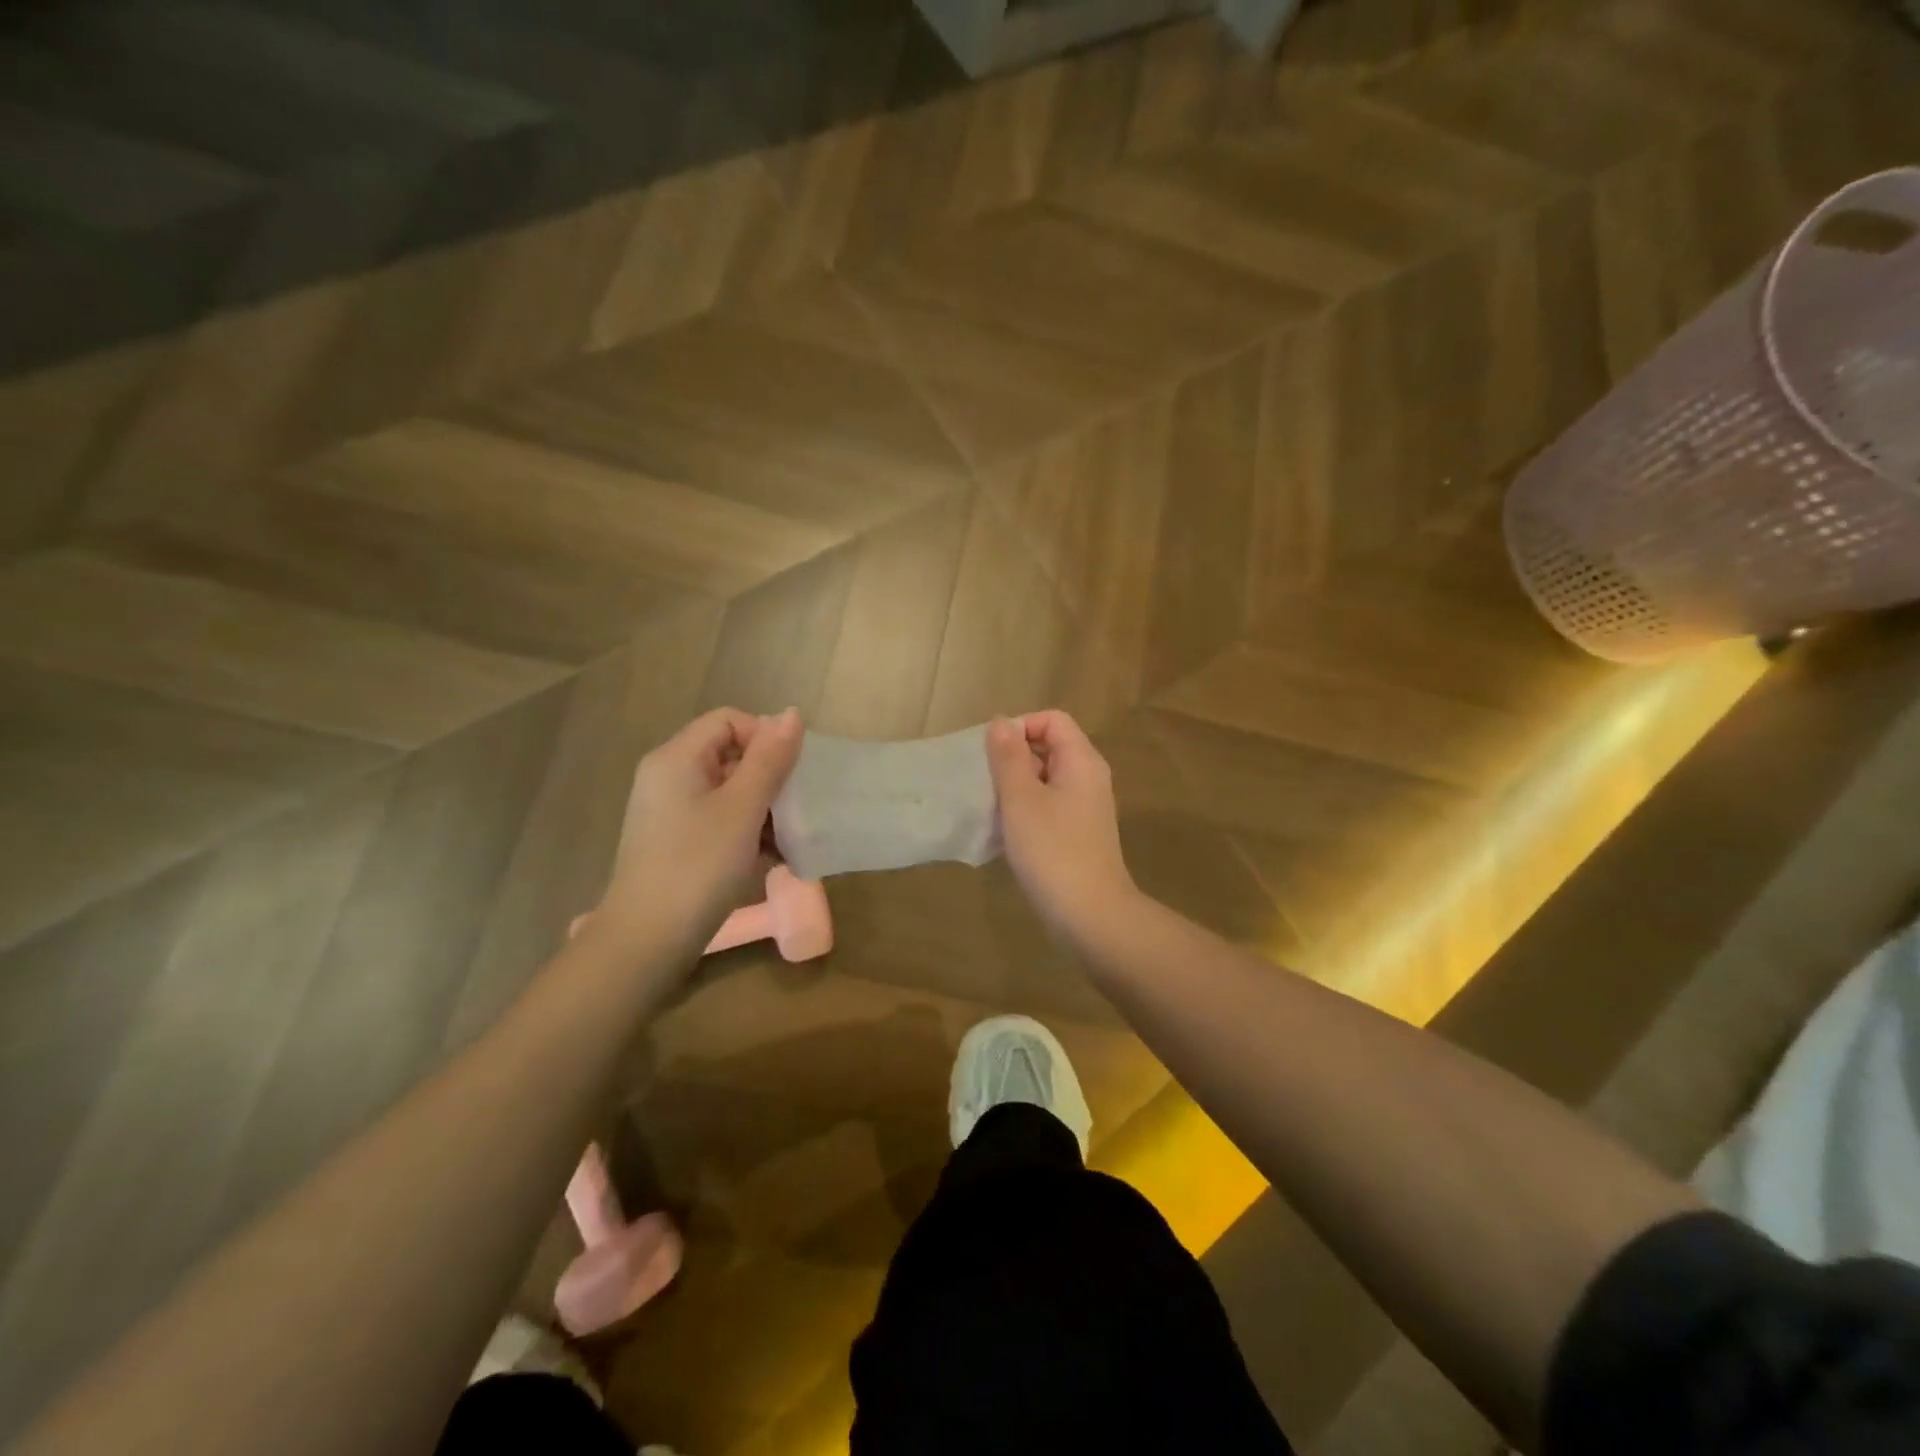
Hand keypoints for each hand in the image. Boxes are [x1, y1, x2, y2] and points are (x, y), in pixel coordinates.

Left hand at [595, 707, 803, 950]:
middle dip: (769, 777)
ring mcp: (669, 811)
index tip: (791, 774)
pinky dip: (746, 830)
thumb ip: (770, 759)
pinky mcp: (675, 842)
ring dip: (764, 808)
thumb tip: (792, 713)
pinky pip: (719, 819)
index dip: (766, 737)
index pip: (730, 721)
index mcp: (677, 758)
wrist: (648, 940)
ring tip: (788, 838)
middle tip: (795, 808)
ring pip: (728, 790)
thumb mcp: (743, 809)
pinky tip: (770, 858)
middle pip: (729, 754)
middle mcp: (668, 776)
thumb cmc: (698, 866)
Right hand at [986, 710, 1136, 940]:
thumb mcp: (1021, 799)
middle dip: (1014, 757)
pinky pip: (1049, 805)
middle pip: (1050, 746)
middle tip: (986, 782)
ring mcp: (1086, 807)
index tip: (992, 754)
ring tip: (991, 807)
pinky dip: (1026, 809)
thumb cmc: (1052, 851)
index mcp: (1081, 761)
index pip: (1052, 720)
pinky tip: (1006, 832)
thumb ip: (1009, 757)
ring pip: (1046, 778)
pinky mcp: (1078, 833)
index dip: (1020, 727)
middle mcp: (1089, 777)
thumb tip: (1001, 722)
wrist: (1090, 914)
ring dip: (1016, 786)